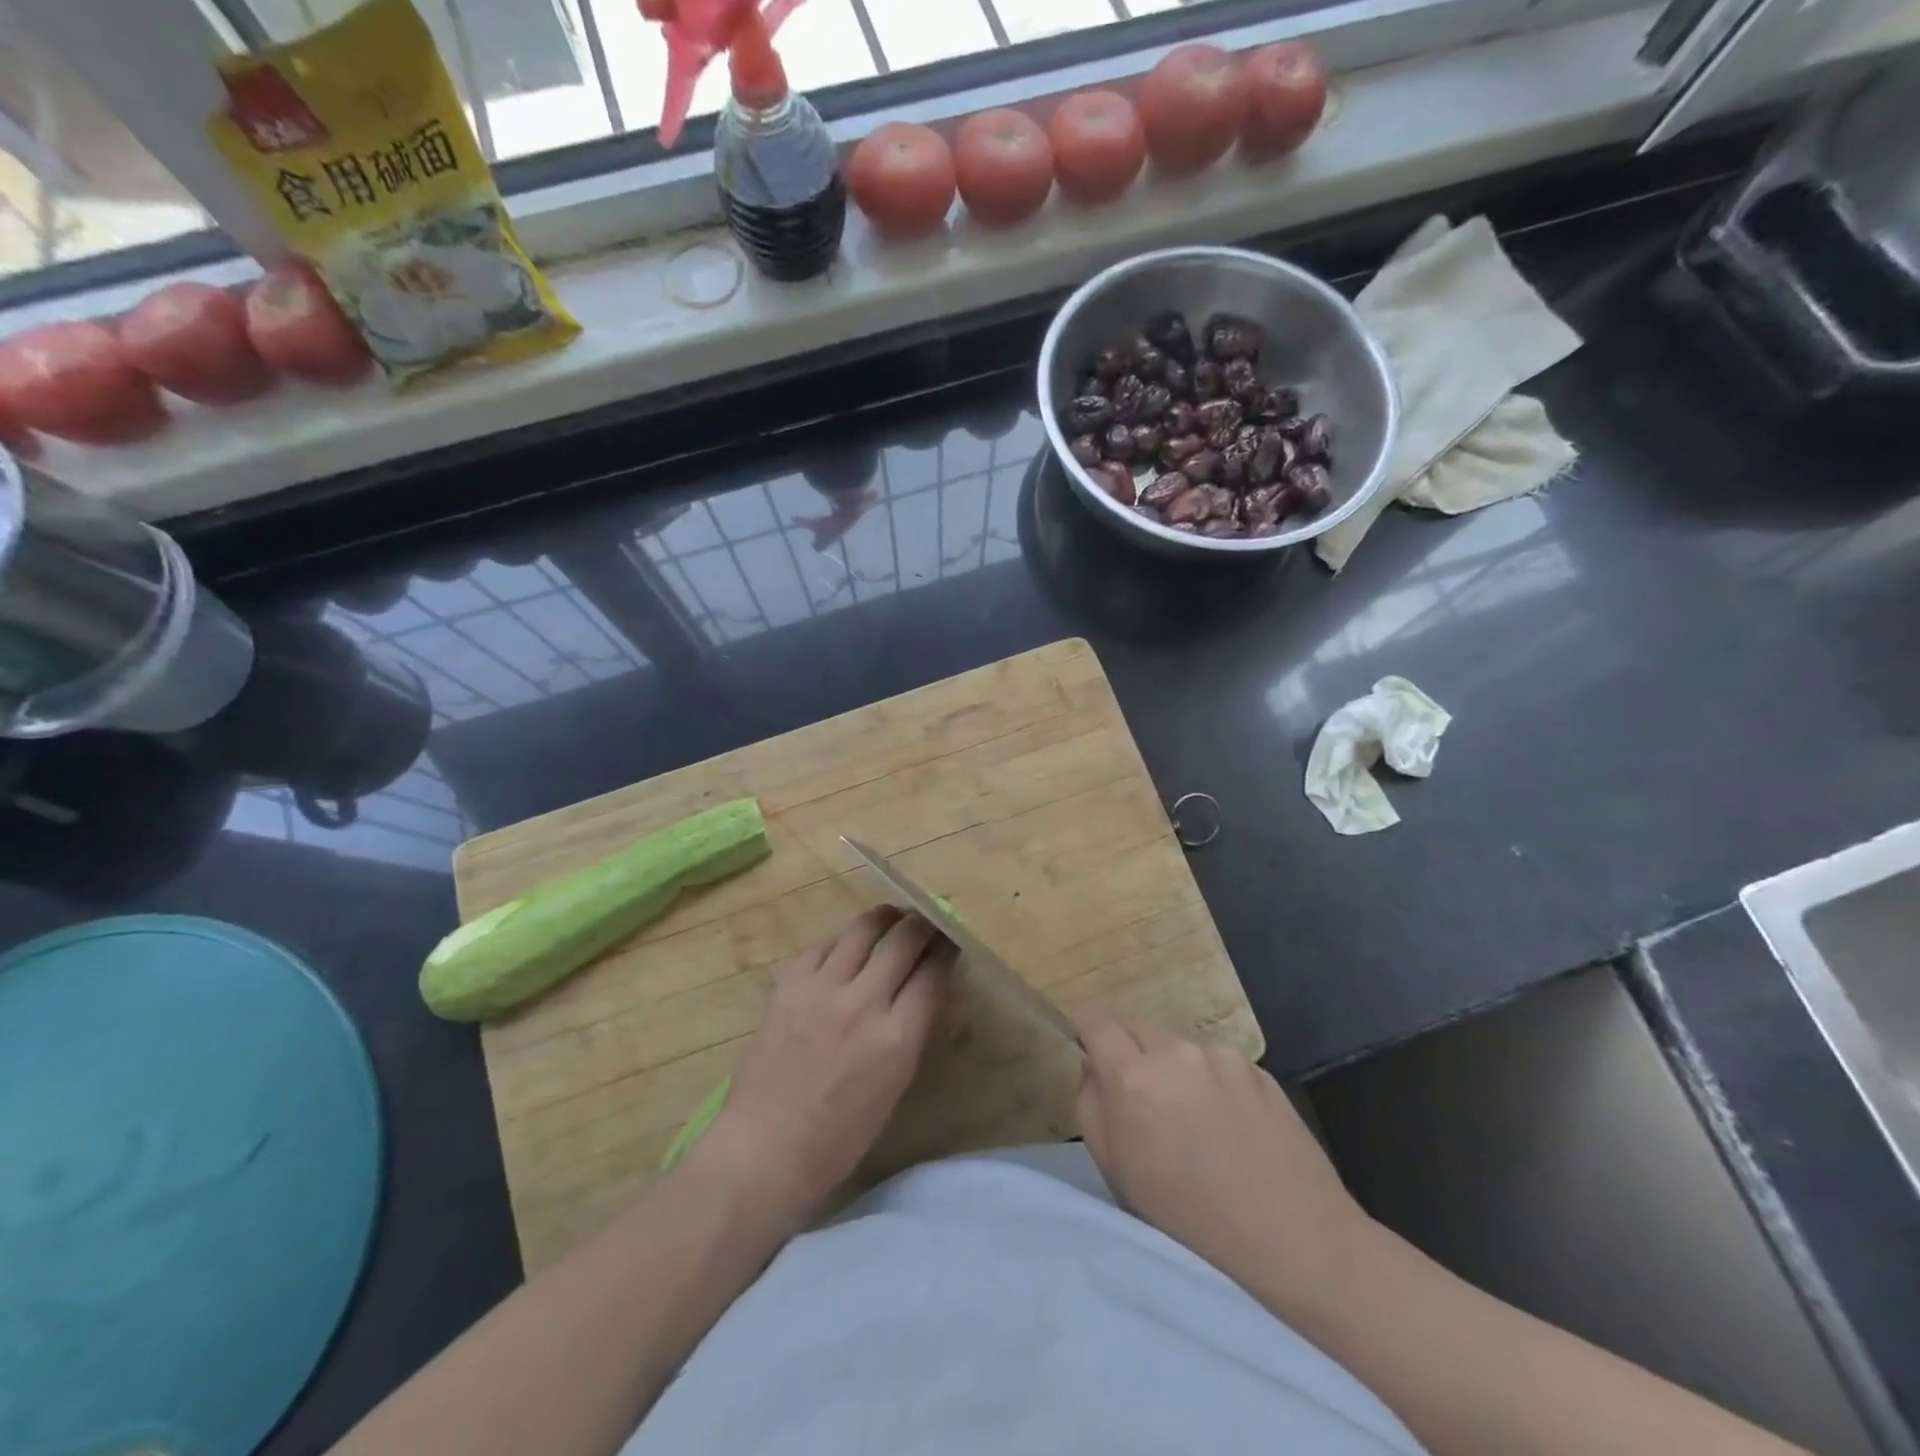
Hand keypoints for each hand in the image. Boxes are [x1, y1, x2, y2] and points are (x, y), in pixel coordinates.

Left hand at [695, 907, 952, 1219]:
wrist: (767, 1146)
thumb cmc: (841, 1134)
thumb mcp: (896, 1083)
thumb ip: (913, 1029)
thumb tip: (926, 985)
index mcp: (897, 1038)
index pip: (933, 973)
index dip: (947, 949)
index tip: (952, 938)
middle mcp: (863, 1004)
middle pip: (904, 940)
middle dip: (922, 924)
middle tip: (927, 922)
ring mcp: (822, 989)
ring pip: (863, 929)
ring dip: (885, 919)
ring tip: (892, 917)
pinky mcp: (789, 984)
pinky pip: (822, 945)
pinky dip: (841, 940)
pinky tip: (847, 944)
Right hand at [1076, 1016, 1377, 1318]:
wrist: (1296, 1244)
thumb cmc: (1191, 1222)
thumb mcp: (1118, 1174)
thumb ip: (1092, 1107)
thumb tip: (1092, 1068)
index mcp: (1134, 1078)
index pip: (1096, 1022)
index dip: (1087, 1033)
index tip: (1089, 1053)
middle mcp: (1176, 1052)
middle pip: (1137, 1028)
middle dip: (1130, 1053)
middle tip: (1142, 1100)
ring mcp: (1222, 1056)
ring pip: (1179, 1047)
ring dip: (1173, 1068)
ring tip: (1194, 1119)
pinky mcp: (1258, 1068)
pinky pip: (1218, 1062)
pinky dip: (1212, 1081)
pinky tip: (1231, 1125)